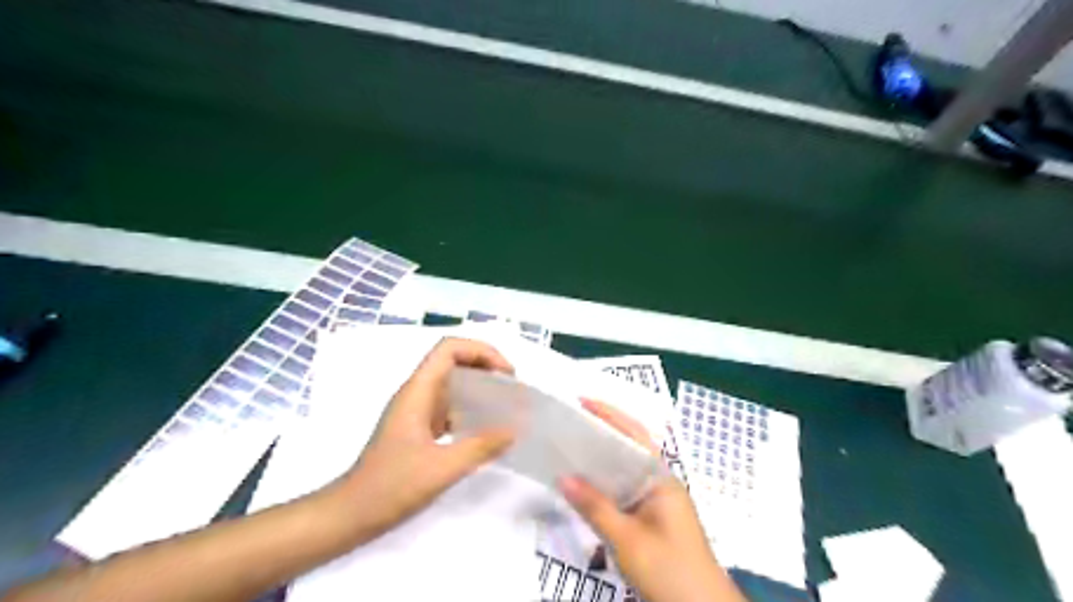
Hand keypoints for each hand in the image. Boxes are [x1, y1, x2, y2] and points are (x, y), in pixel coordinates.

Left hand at [336, 339, 516, 541]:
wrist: (350, 515)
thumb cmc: (390, 487)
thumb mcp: (441, 468)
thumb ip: (480, 447)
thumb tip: (513, 431)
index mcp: (417, 392)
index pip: (449, 349)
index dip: (481, 351)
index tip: (506, 374)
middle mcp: (416, 394)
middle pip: (453, 361)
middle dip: (485, 366)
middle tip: (511, 389)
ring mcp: (416, 411)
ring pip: (451, 383)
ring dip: (479, 387)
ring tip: (504, 405)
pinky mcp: (418, 429)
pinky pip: (448, 406)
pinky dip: (470, 408)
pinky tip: (485, 429)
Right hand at [563, 399, 746, 600]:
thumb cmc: (669, 570)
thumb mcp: (627, 540)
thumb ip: (595, 507)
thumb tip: (562, 477)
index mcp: (661, 478)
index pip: (635, 435)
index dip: (610, 415)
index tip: (582, 402)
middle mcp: (660, 483)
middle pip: (629, 449)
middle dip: (601, 433)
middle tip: (568, 424)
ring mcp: (657, 502)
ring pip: (625, 471)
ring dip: (601, 460)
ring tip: (569, 449)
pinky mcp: (652, 519)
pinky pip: (624, 492)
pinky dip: (604, 485)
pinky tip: (585, 487)